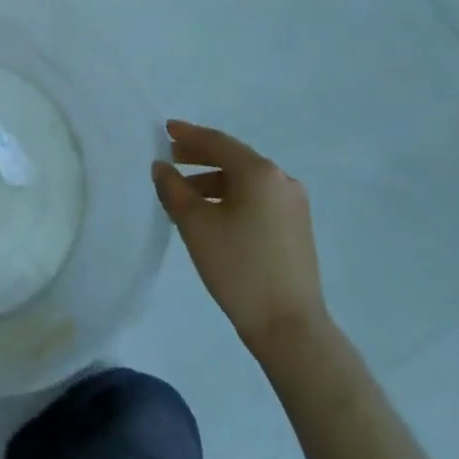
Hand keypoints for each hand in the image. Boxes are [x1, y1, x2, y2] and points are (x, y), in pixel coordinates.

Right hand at [153, 120, 327, 346]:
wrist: (291, 329)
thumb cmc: (239, 268)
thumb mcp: (195, 224)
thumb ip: (173, 188)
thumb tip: (162, 167)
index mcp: (260, 172)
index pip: (217, 142)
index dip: (188, 134)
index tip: (164, 129)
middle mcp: (281, 180)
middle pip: (233, 158)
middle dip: (199, 157)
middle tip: (170, 159)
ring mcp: (293, 205)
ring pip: (245, 181)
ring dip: (213, 181)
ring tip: (184, 196)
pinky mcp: (296, 228)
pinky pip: (257, 199)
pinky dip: (231, 198)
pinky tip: (211, 216)